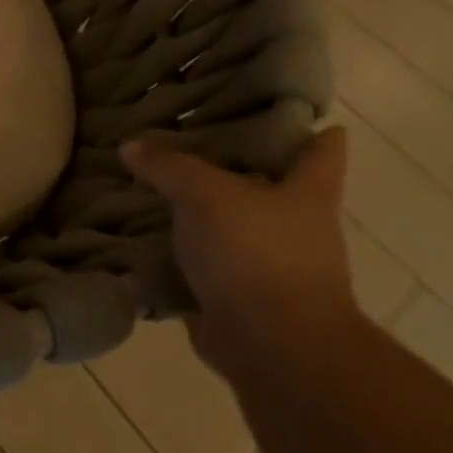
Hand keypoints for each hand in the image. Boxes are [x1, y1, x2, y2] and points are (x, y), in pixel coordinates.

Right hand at [120, 127, 362, 379]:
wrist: (273, 348)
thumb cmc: (257, 255)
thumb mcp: (206, 194)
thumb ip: (168, 166)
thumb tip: (130, 146)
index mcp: (307, 193)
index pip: (321, 149)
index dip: (304, 125)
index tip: (271, 103)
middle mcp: (295, 225)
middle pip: (268, 182)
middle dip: (232, 162)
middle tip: (184, 135)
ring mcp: (269, 263)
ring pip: (230, 221)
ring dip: (198, 208)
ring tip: (151, 181)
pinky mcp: (238, 294)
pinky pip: (203, 259)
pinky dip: (178, 248)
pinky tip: (141, 230)